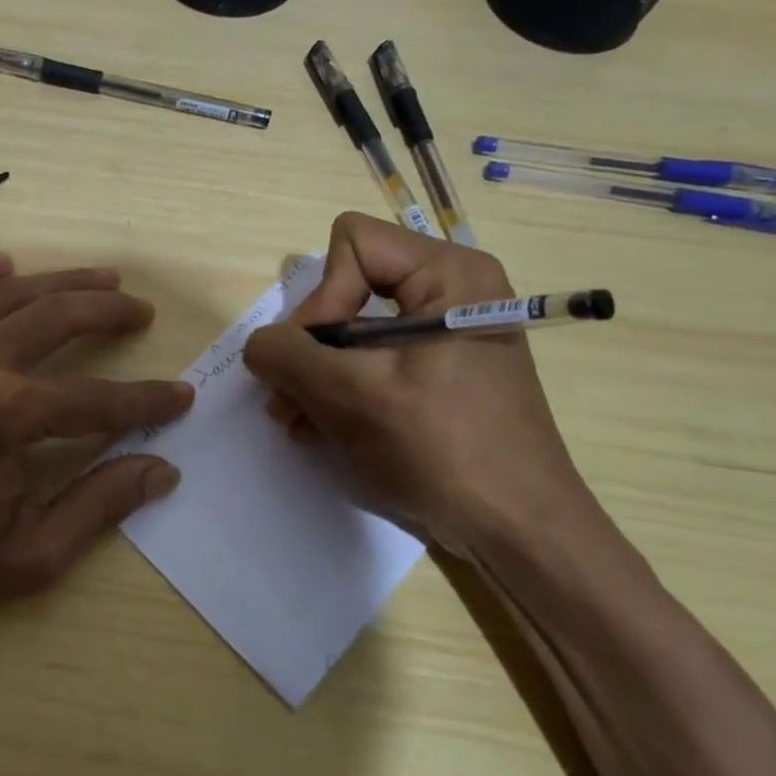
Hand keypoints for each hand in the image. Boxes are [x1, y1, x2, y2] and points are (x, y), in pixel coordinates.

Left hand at [0, 254, 192, 633]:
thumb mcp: (28, 556)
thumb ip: (98, 505)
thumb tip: (162, 471)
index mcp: (6, 417)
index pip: (96, 399)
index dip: (146, 400)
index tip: (181, 396)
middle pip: (56, 318)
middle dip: (108, 311)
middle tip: (140, 310)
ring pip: (7, 296)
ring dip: (59, 283)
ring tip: (100, 277)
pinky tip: (7, 266)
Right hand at [242, 213, 600, 560]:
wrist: (518, 531)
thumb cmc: (443, 449)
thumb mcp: (352, 396)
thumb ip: (288, 356)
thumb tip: (258, 345)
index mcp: (449, 274)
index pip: (353, 245)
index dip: (323, 296)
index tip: (318, 359)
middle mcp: (450, 291)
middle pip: (348, 287)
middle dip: (311, 344)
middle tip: (289, 397)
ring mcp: (445, 333)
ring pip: (353, 327)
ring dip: (316, 372)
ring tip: (297, 419)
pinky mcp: (438, 371)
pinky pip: (372, 358)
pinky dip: (340, 388)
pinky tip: (321, 427)